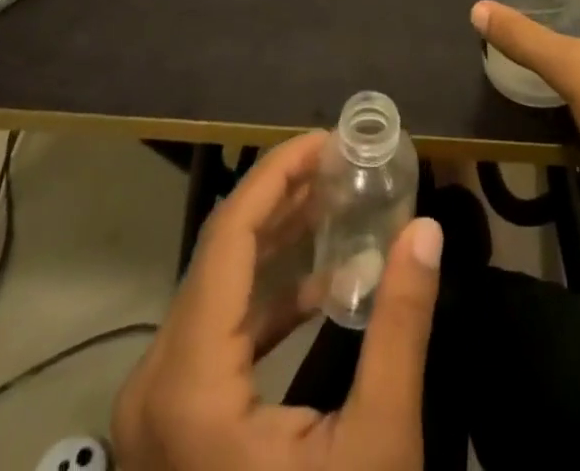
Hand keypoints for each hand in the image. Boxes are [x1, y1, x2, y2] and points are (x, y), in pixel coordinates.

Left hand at [113, 132, 443, 470]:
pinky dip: (265, 299)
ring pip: (216, 290)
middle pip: (220, 255)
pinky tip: (319, 288)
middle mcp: (154, 383)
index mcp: (188, 383)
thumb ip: (401, 326)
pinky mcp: (170, 430)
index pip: (230, 236)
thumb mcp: (376, 448)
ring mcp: (154, 411)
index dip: (278, 173)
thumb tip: (425, 229)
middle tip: (342, 163)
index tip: (327, 139)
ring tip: (336, 205)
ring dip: (277, 244)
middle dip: (284, 200)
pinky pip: (214, 334)